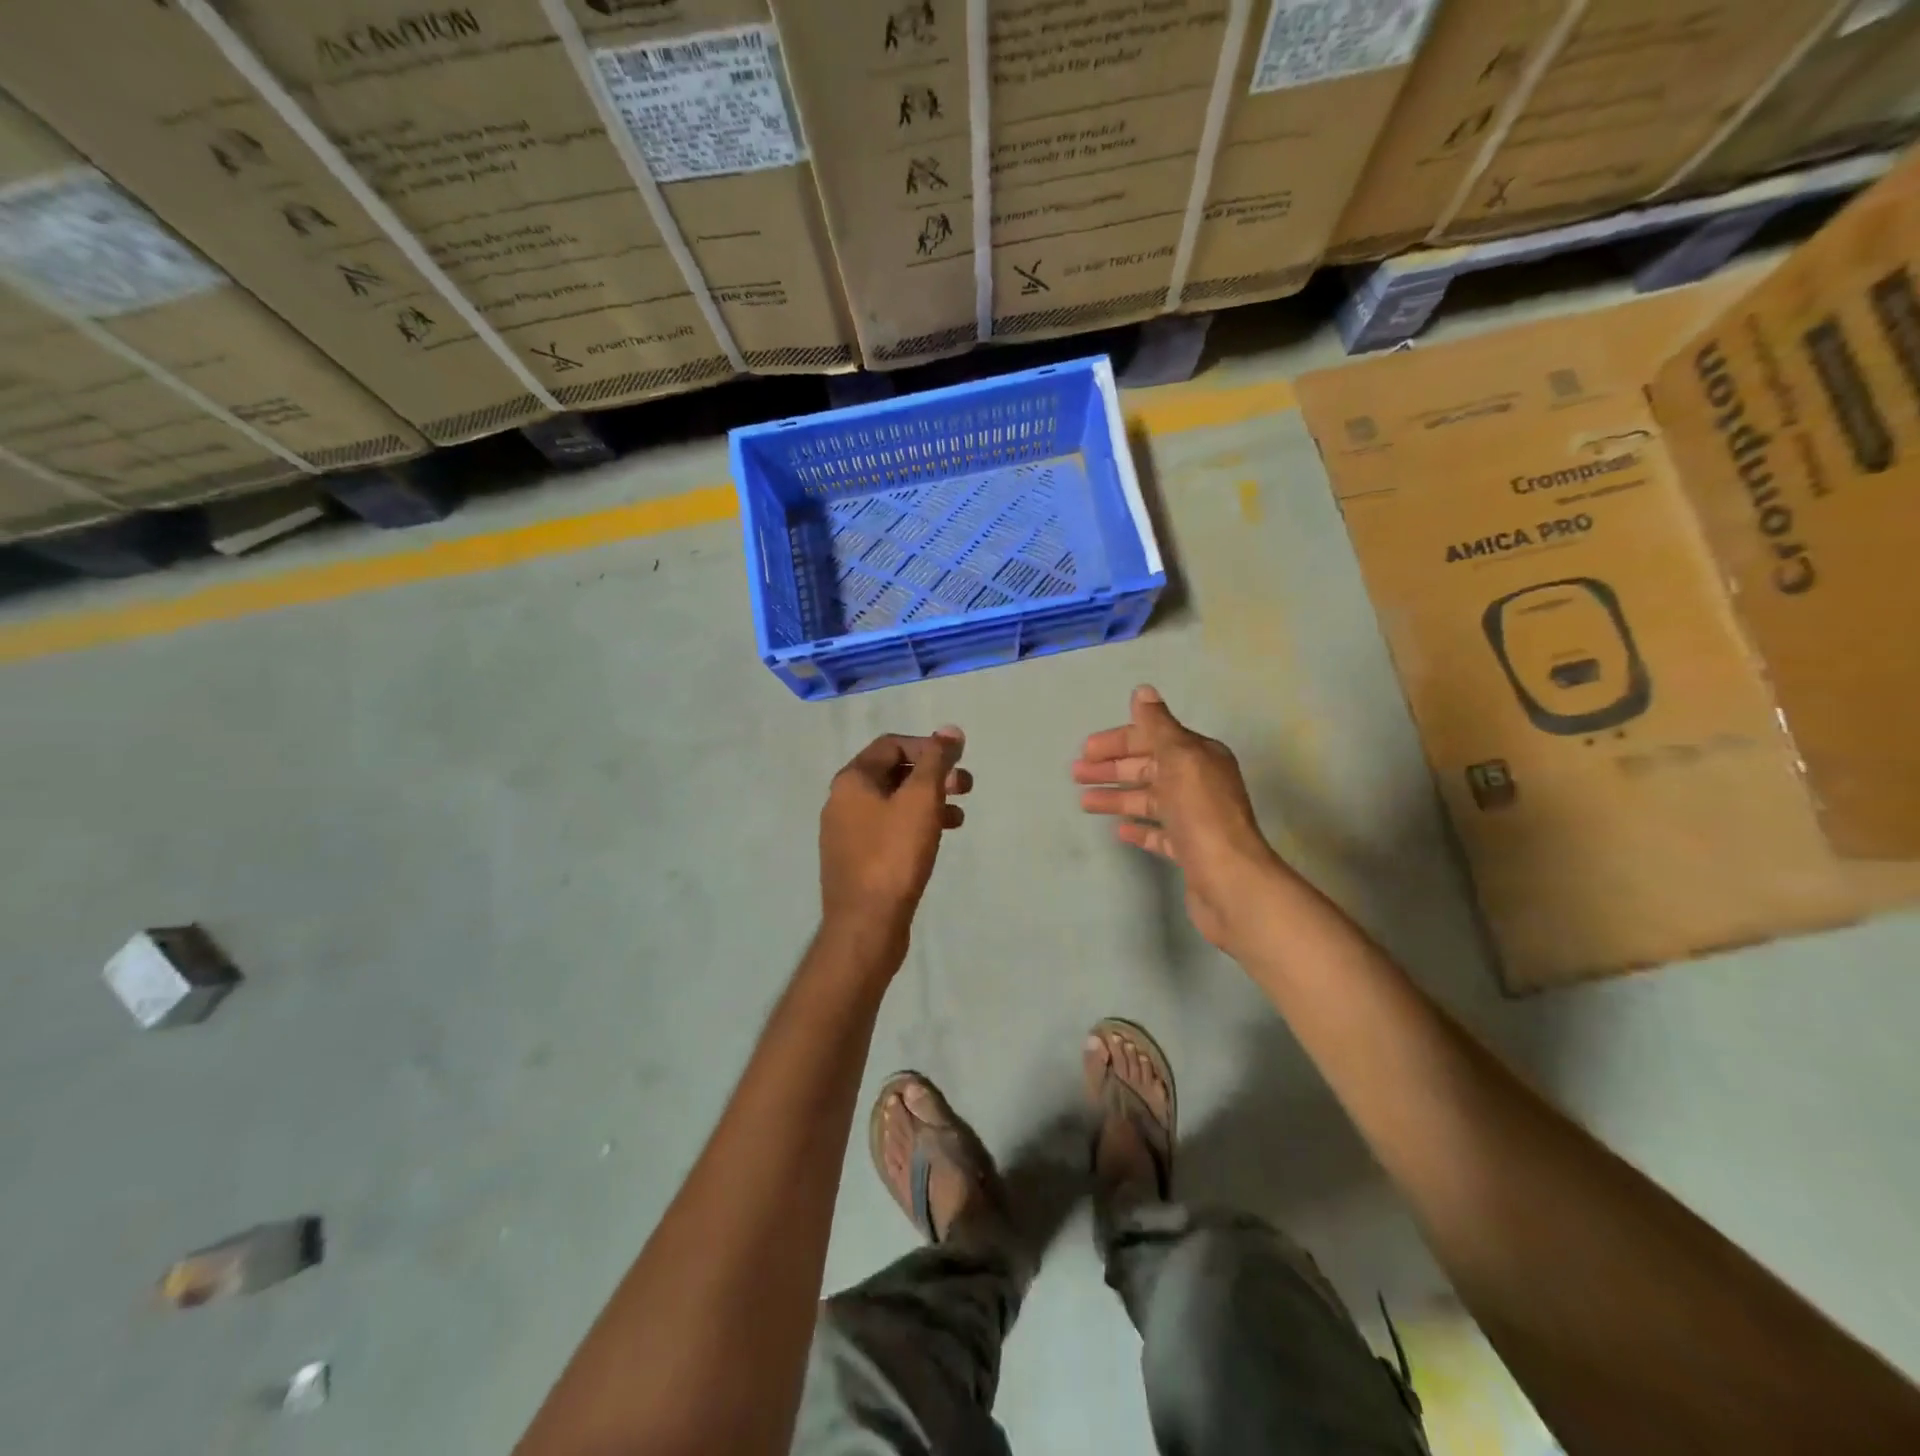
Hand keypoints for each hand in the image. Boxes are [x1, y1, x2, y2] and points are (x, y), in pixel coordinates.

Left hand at [820, 728, 970, 942]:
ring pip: (893, 804)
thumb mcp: (920, 800)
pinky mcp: (856, 861)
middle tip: (965, 788)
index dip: (928, 747)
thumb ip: (936, 761)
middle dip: (932, 775)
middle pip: (893, 773)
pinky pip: (888, 830)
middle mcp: (842, 801)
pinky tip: (937, 841)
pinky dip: (914, 826)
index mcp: (852, 780)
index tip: (957, 762)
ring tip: (959, 817)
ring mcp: (846, 833)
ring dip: (928, 802)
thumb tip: (950, 730)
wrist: (865, 924)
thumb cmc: (894, 855)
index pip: (892, 745)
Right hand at [1074, 686, 1282, 951]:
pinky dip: (1138, 828)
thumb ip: (1158, 725)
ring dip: (1117, 797)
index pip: (1153, 739)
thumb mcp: (1179, 759)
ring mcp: (1194, 819)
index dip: (1118, 741)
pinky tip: (1118, 830)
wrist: (1230, 881)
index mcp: (1200, 757)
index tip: (1086, 750)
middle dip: (1112, 768)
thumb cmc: (1201, 814)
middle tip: (1076, 774)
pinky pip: (1158, 833)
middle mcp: (1199, 783)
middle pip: (1148, 768)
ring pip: (1149, 800)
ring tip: (1085, 803)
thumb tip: (1143, 691)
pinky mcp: (1189, 850)